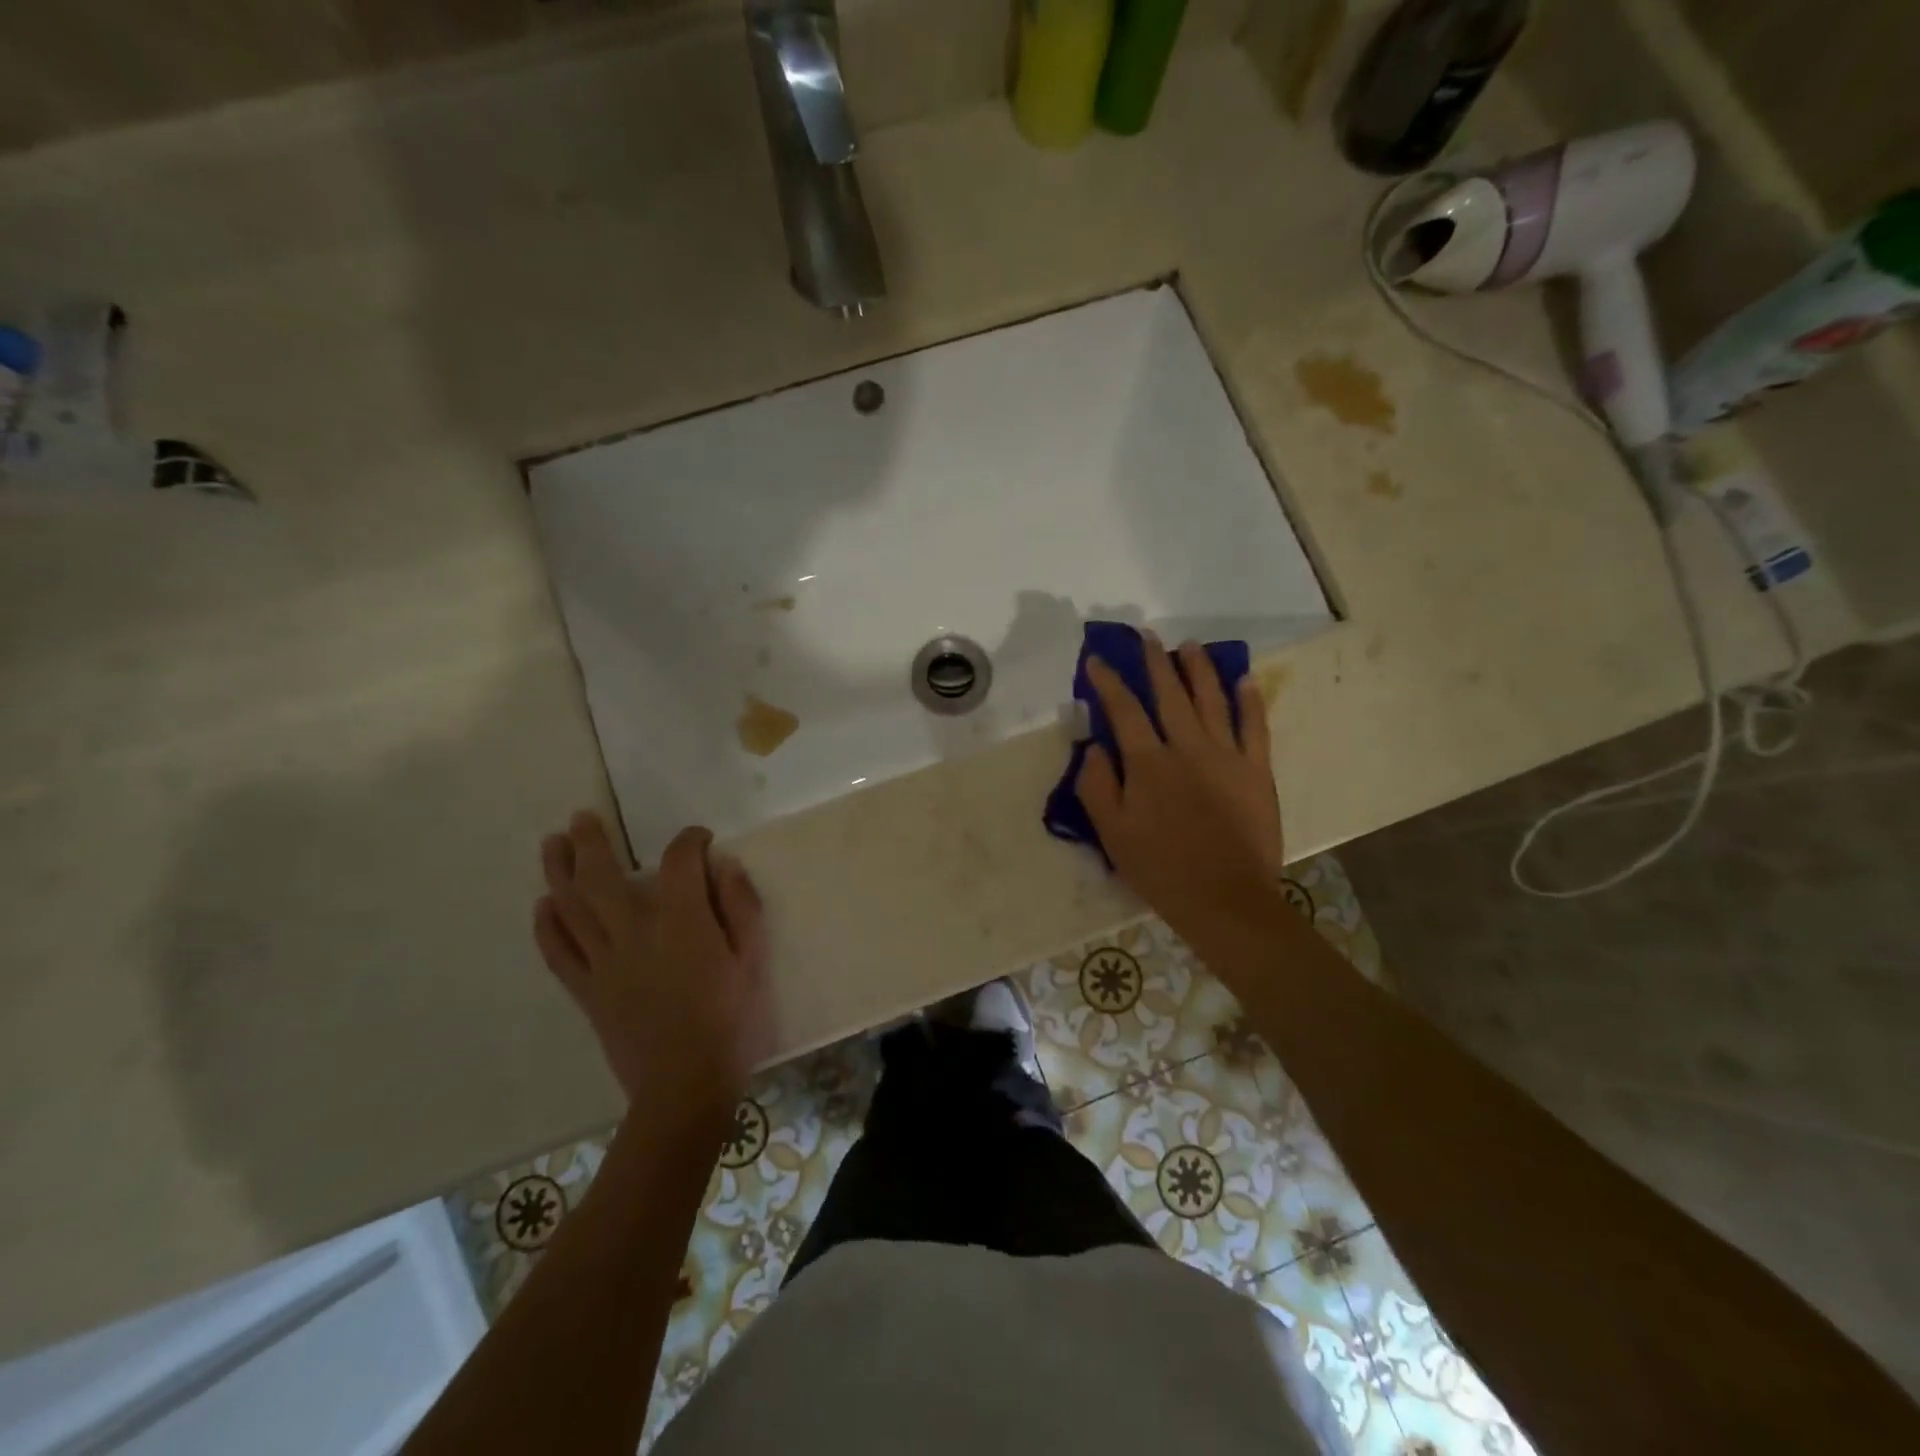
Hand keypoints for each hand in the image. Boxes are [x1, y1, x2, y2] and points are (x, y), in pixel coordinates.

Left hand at [534, 812, 773, 1122]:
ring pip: (572, 908)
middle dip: (592, 843)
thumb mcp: (752, 958)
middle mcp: (635, 932)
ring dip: (559, 872)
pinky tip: (542, 905)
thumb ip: (741, 906)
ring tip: (552, 844)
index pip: (679, 862)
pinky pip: (558, 954)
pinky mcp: (587, 991)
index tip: (699, 839)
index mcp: (683, 922)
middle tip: (581, 818)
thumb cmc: (730, 1018)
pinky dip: (547, 927)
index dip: (690, 841)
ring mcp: (604, 962)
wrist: (685, 1083)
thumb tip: (724, 866)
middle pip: (604, 877)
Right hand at [1076, 634, 1285, 936]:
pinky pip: (1255, 726)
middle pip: (1170, 694)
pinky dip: (1250, 700)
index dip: (1108, 681)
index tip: (1098, 659)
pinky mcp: (1257, 771)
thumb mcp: (1112, 833)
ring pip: (1212, 700)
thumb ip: (1097, 785)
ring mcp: (1227, 756)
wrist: (1225, 900)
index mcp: (1149, 763)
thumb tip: (1095, 746)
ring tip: (1190, 645)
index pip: (1124, 710)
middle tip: (1148, 636)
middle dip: (1156, 662)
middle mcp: (1187, 748)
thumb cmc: (1161, 869)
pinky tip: (1245, 679)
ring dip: (1200, 669)